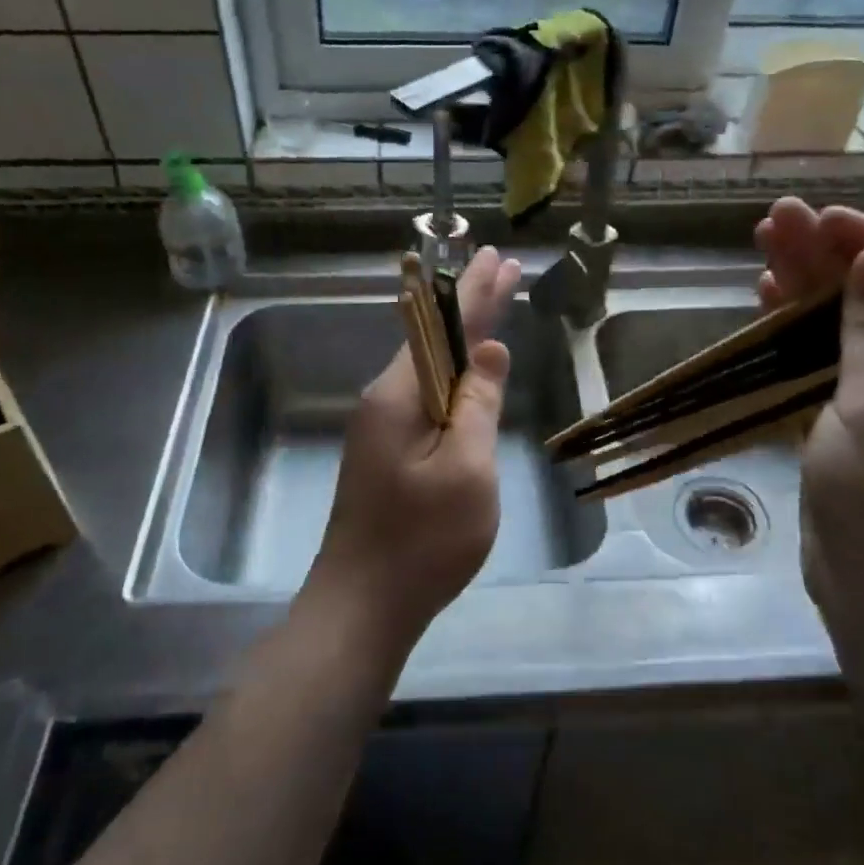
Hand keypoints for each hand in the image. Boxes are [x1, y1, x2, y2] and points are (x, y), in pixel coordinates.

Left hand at [301, 247, 522, 660]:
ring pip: (429, 367)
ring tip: (493, 306)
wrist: (362, 605)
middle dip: (470, 304)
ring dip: (463, 336)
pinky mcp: (387, 451)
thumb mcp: (466, 470)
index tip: (497, 260)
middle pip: (433, 338)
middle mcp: (384, 400)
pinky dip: (454, 373)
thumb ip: (478, 403)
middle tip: (500, 266)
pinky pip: (426, 396)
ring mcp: (382, 427)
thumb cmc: (422, 541)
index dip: (475, 293)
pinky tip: (467, 369)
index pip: (442, 326)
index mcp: (399, 395)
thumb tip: (490, 349)